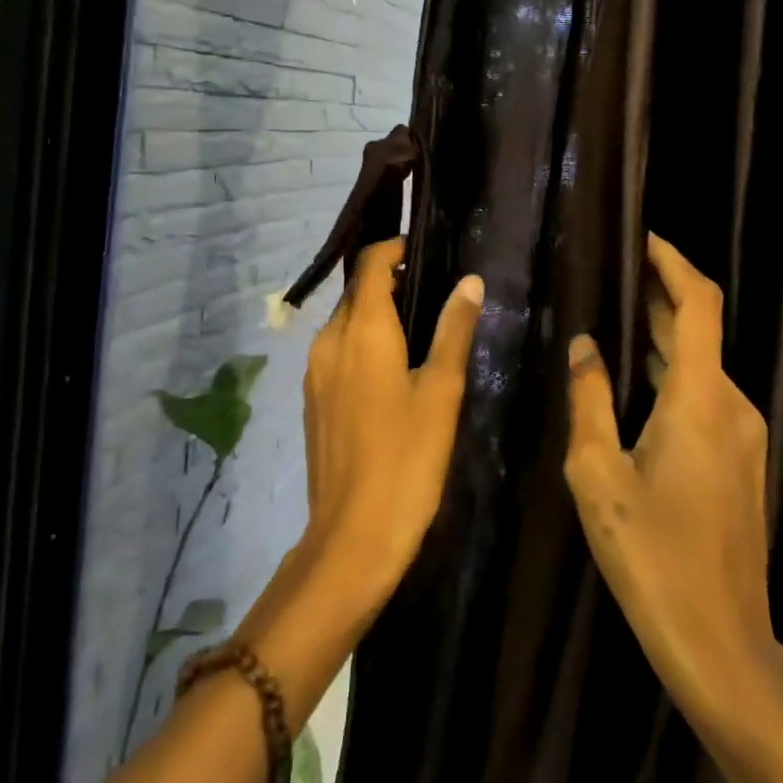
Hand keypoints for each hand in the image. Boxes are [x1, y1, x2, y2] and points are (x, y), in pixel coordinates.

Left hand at [300, 237, 483, 605]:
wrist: (354, 534)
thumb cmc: (407, 459)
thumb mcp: (441, 391)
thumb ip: (453, 330)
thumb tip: (469, 282)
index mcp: (360, 331)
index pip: (369, 266)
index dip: (393, 248)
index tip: (423, 250)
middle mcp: (328, 342)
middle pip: (355, 293)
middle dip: (388, 281)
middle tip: (432, 290)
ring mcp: (314, 373)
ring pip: (344, 324)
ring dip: (375, 314)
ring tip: (418, 327)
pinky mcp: (312, 400)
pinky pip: (337, 352)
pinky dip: (362, 343)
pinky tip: (391, 368)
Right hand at [563, 234, 782, 728]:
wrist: (718, 641)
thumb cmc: (650, 555)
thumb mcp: (598, 474)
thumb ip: (589, 400)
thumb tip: (585, 346)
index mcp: (702, 400)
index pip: (698, 305)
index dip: (673, 263)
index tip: (642, 239)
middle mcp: (733, 406)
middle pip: (699, 332)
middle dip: (658, 298)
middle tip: (609, 275)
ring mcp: (743, 435)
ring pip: (701, 367)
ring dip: (663, 339)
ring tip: (612, 320)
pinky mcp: (740, 461)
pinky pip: (705, 398)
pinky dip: (672, 374)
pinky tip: (635, 382)